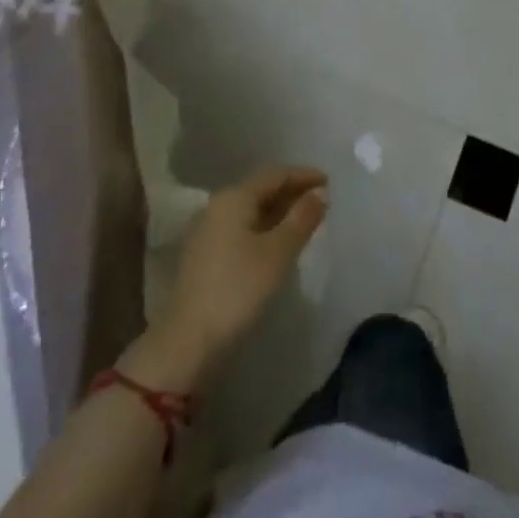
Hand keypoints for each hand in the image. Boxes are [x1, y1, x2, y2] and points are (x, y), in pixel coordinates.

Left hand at [157, 166, 328, 370]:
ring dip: (279, 212)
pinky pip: (242, 228)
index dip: (304, 175)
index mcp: (234, 198)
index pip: (275, 175)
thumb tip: (320, 192)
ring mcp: (208, 231)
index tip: (329, 182)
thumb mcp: (278, 252)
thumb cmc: (238, 289)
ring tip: (306, 221)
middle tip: (321, 201)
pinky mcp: (205, 255)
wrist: (188, 342)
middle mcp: (217, 206)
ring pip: (251, 210)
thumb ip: (302, 218)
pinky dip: (265, 228)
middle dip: (292, 192)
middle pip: (261, 189)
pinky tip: (279, 242)